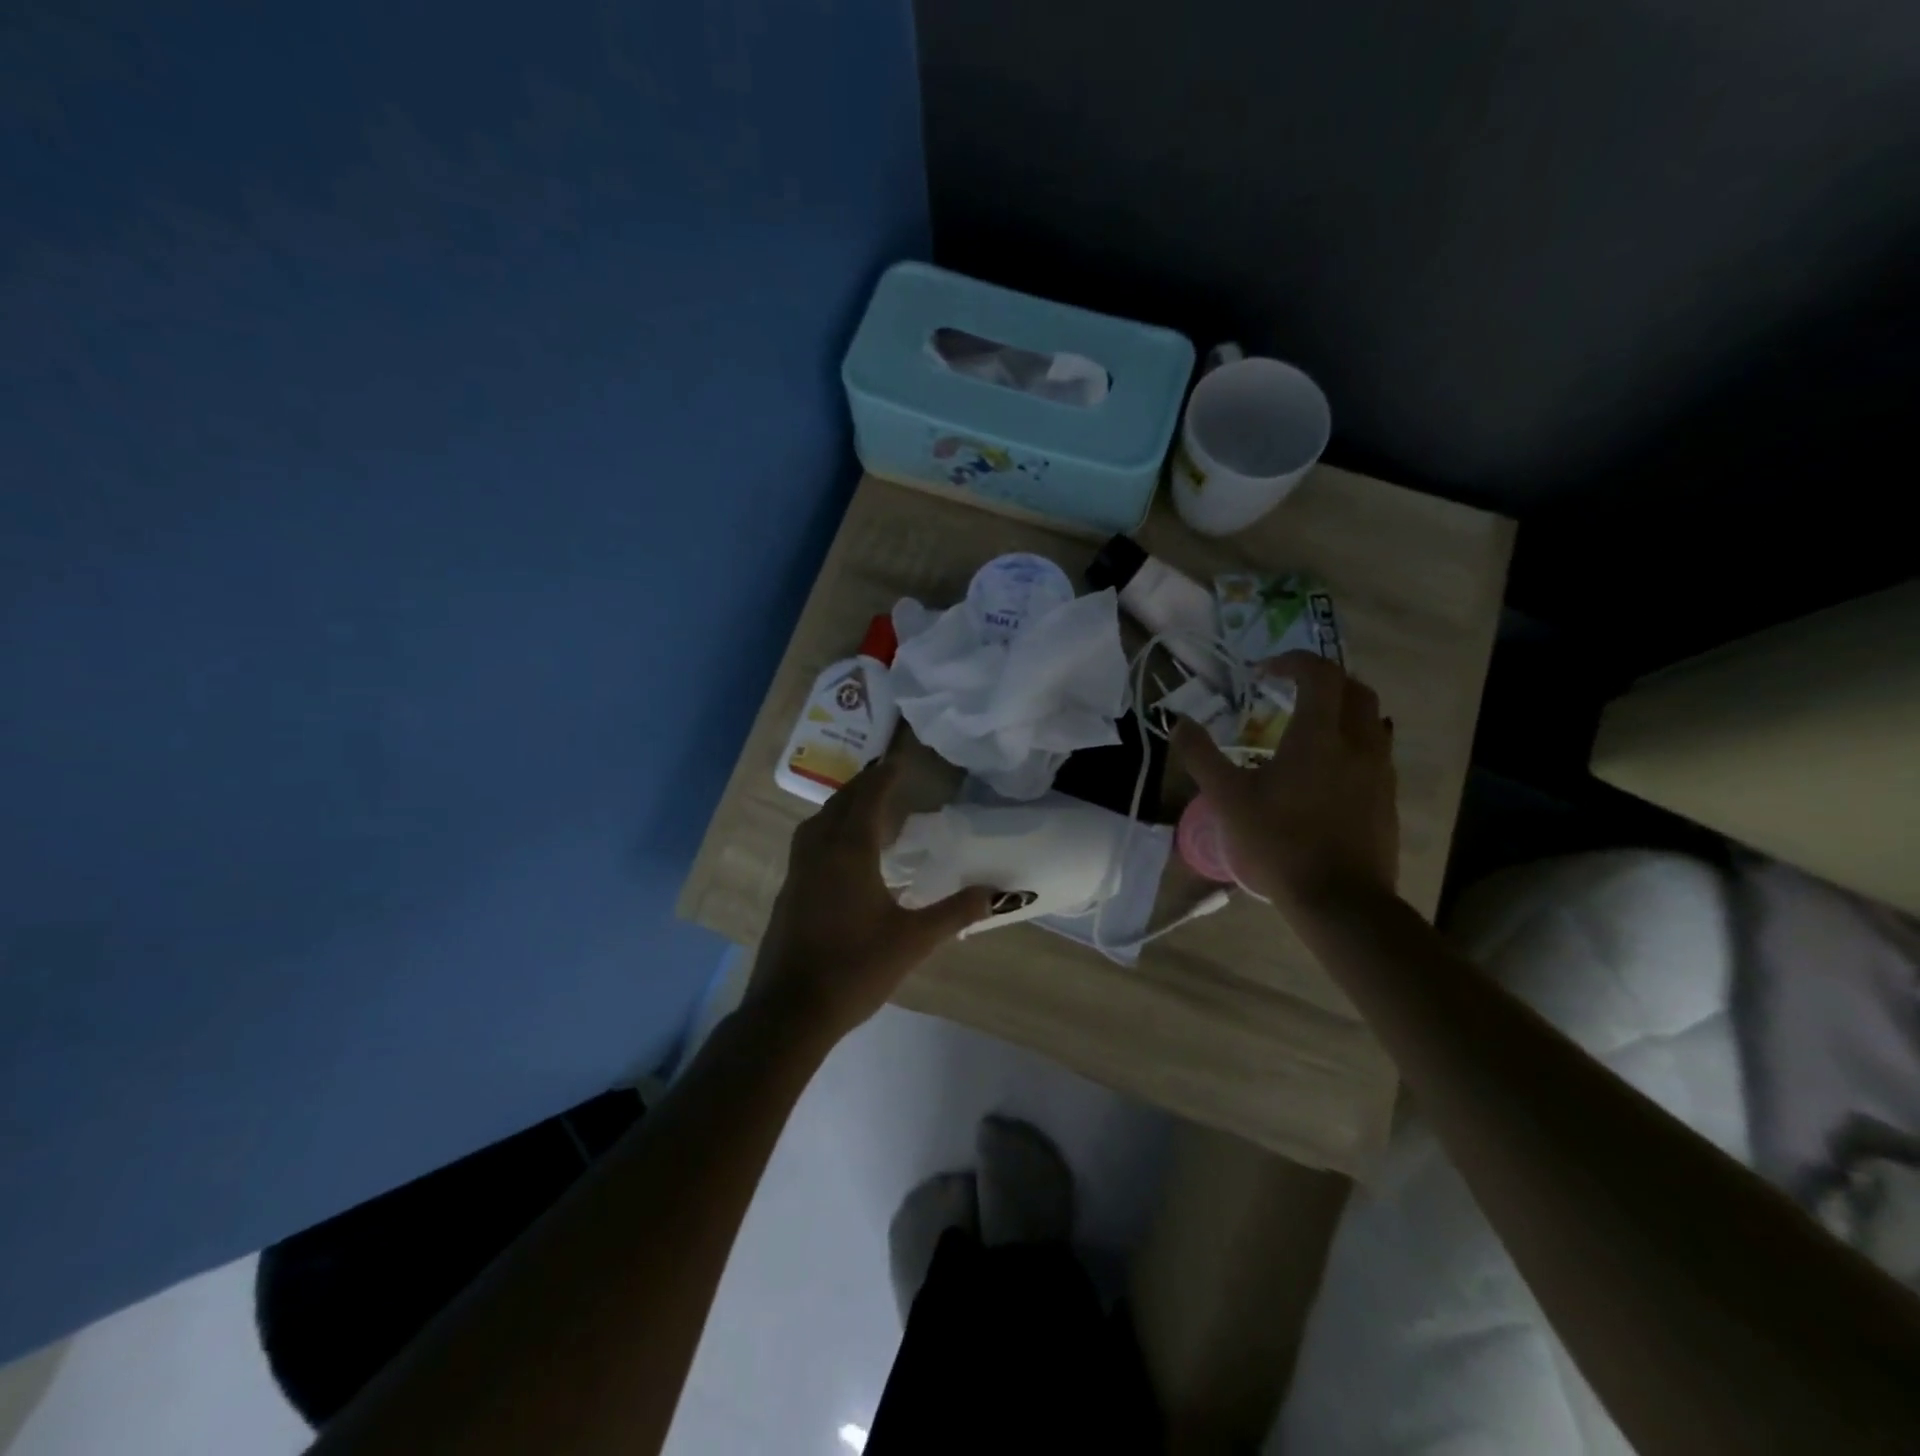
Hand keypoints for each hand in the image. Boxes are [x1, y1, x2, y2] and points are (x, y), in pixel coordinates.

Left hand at [746, 757, 993, 1043]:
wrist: (790, 1011)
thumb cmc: (855, 969)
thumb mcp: (913, 940)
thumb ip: (954, 912)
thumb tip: (996, 893)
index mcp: (849, 852)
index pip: (868, 799)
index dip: (884, 777)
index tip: (899, 760)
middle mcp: (819, 852)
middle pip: (840, 804)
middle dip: (863, 786)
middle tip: (886, 777)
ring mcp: (798, 872)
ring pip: (818, 822)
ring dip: (841, 806)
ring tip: (864, 809)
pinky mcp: (788, 893)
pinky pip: (809, 844)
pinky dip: (828, 830)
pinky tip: (842, 853)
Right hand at [1172, 651, 1398, 913]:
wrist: (1339, 900)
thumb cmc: (1279, 843)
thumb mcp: (1227, 799)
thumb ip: (1201, 756)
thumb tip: (1179, 722)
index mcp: (1319, 735)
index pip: (1318, 674)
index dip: (1292, 662)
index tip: (1263, 672)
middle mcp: (1358, 743)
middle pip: (1354, 688)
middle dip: (1323, 680)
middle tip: (1291, 691)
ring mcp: (1379, 771)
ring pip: (1371, 720)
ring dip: (1342, 710)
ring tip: (1310, 728)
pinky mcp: (1387, 797)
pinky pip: (1376, 752)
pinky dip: (1352, 743)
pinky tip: (1328, 770)